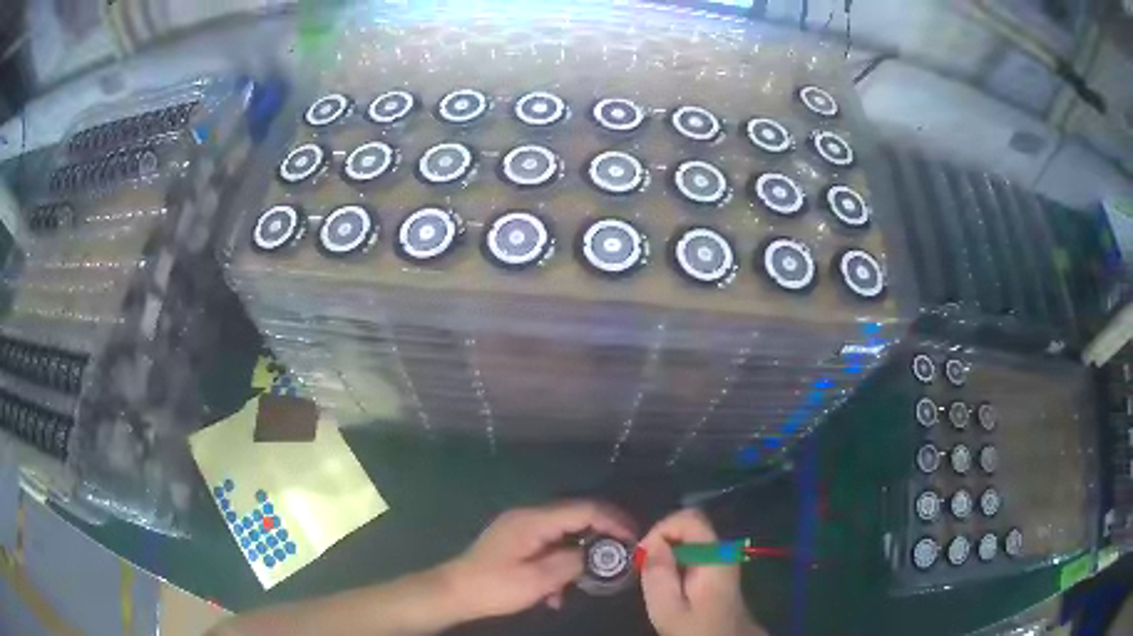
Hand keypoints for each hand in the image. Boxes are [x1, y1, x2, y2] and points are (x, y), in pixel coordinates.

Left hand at [441, 500, 635, 620]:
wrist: (454, 592)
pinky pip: (549, 547)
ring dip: (578, 557)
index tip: (633, 538)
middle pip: (576, 517)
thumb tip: (596, 554)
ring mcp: (522, 528)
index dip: (612, 521)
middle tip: (623, 554)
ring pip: (564, 535)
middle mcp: (529, 517)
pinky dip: (559, 565)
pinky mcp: (517, 542)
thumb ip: (571, 562)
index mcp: (534, 520)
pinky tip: (555, 594)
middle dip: (602, 535)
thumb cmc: (494, 586)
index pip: (583, 509)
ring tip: (587, 582)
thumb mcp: (537, 580)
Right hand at [639, 509, 766, 635]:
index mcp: (715, 556)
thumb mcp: (668, 609)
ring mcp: (724, 559)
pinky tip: (669, 584)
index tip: (643, 556)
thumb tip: (652, 543)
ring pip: (690, 539)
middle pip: (690, 526)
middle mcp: (723, 551)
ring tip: (654, 579)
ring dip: (667, 552)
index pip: (688, 518)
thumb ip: (659, 574)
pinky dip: (676, 561)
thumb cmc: (697, 629)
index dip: (661, 529)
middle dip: (662, 541)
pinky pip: (694, 552)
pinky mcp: (719, 570)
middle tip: (645, 568)